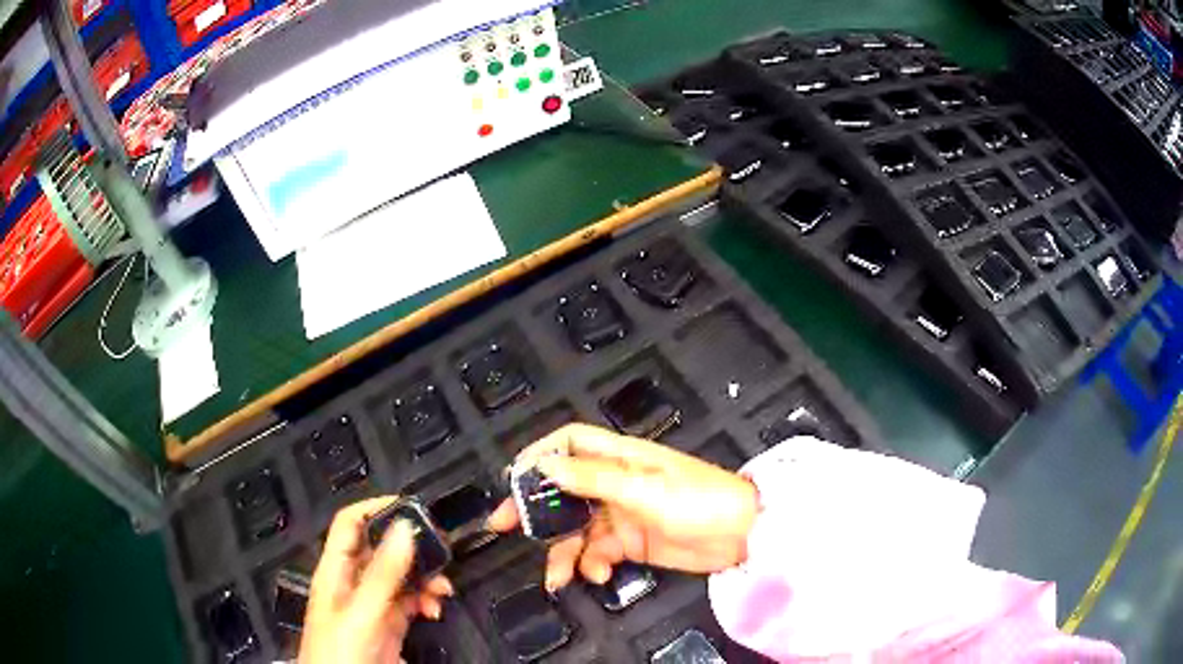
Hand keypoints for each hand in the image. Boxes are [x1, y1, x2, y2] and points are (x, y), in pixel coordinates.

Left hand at [300, 497, 453, 663]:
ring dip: (424, 578)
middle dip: (411, 548)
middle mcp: (353, 584)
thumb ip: (383, 573)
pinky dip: (426, 602)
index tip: (410, 507)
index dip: (375, 508)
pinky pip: (410, 603)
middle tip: (439, 550)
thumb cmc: (339, 652)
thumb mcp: (361, 611)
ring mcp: (372, 606)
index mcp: (336, 571)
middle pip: (381, 550)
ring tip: (442, 588)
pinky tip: (434, 609)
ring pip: (400, 578)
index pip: (351, 524)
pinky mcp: (389, 626)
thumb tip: (404, 529)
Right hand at [487, 424, 757, 591]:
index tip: (515, 478)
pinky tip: (597, 576)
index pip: (570, 443)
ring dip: (562, 552)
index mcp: (620, 457)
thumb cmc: (698, 501)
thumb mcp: (644, 489)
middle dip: (534, 508)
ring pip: (576, 529)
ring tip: (557, 576)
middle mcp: (615, 482)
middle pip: (562, 489)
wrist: (741, 536)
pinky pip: (596, 553)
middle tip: (503, 526)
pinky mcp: (629, 543)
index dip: (541, 454)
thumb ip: (593, 479)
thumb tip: (545, 464)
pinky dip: (590, 565)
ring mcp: (621, 514)